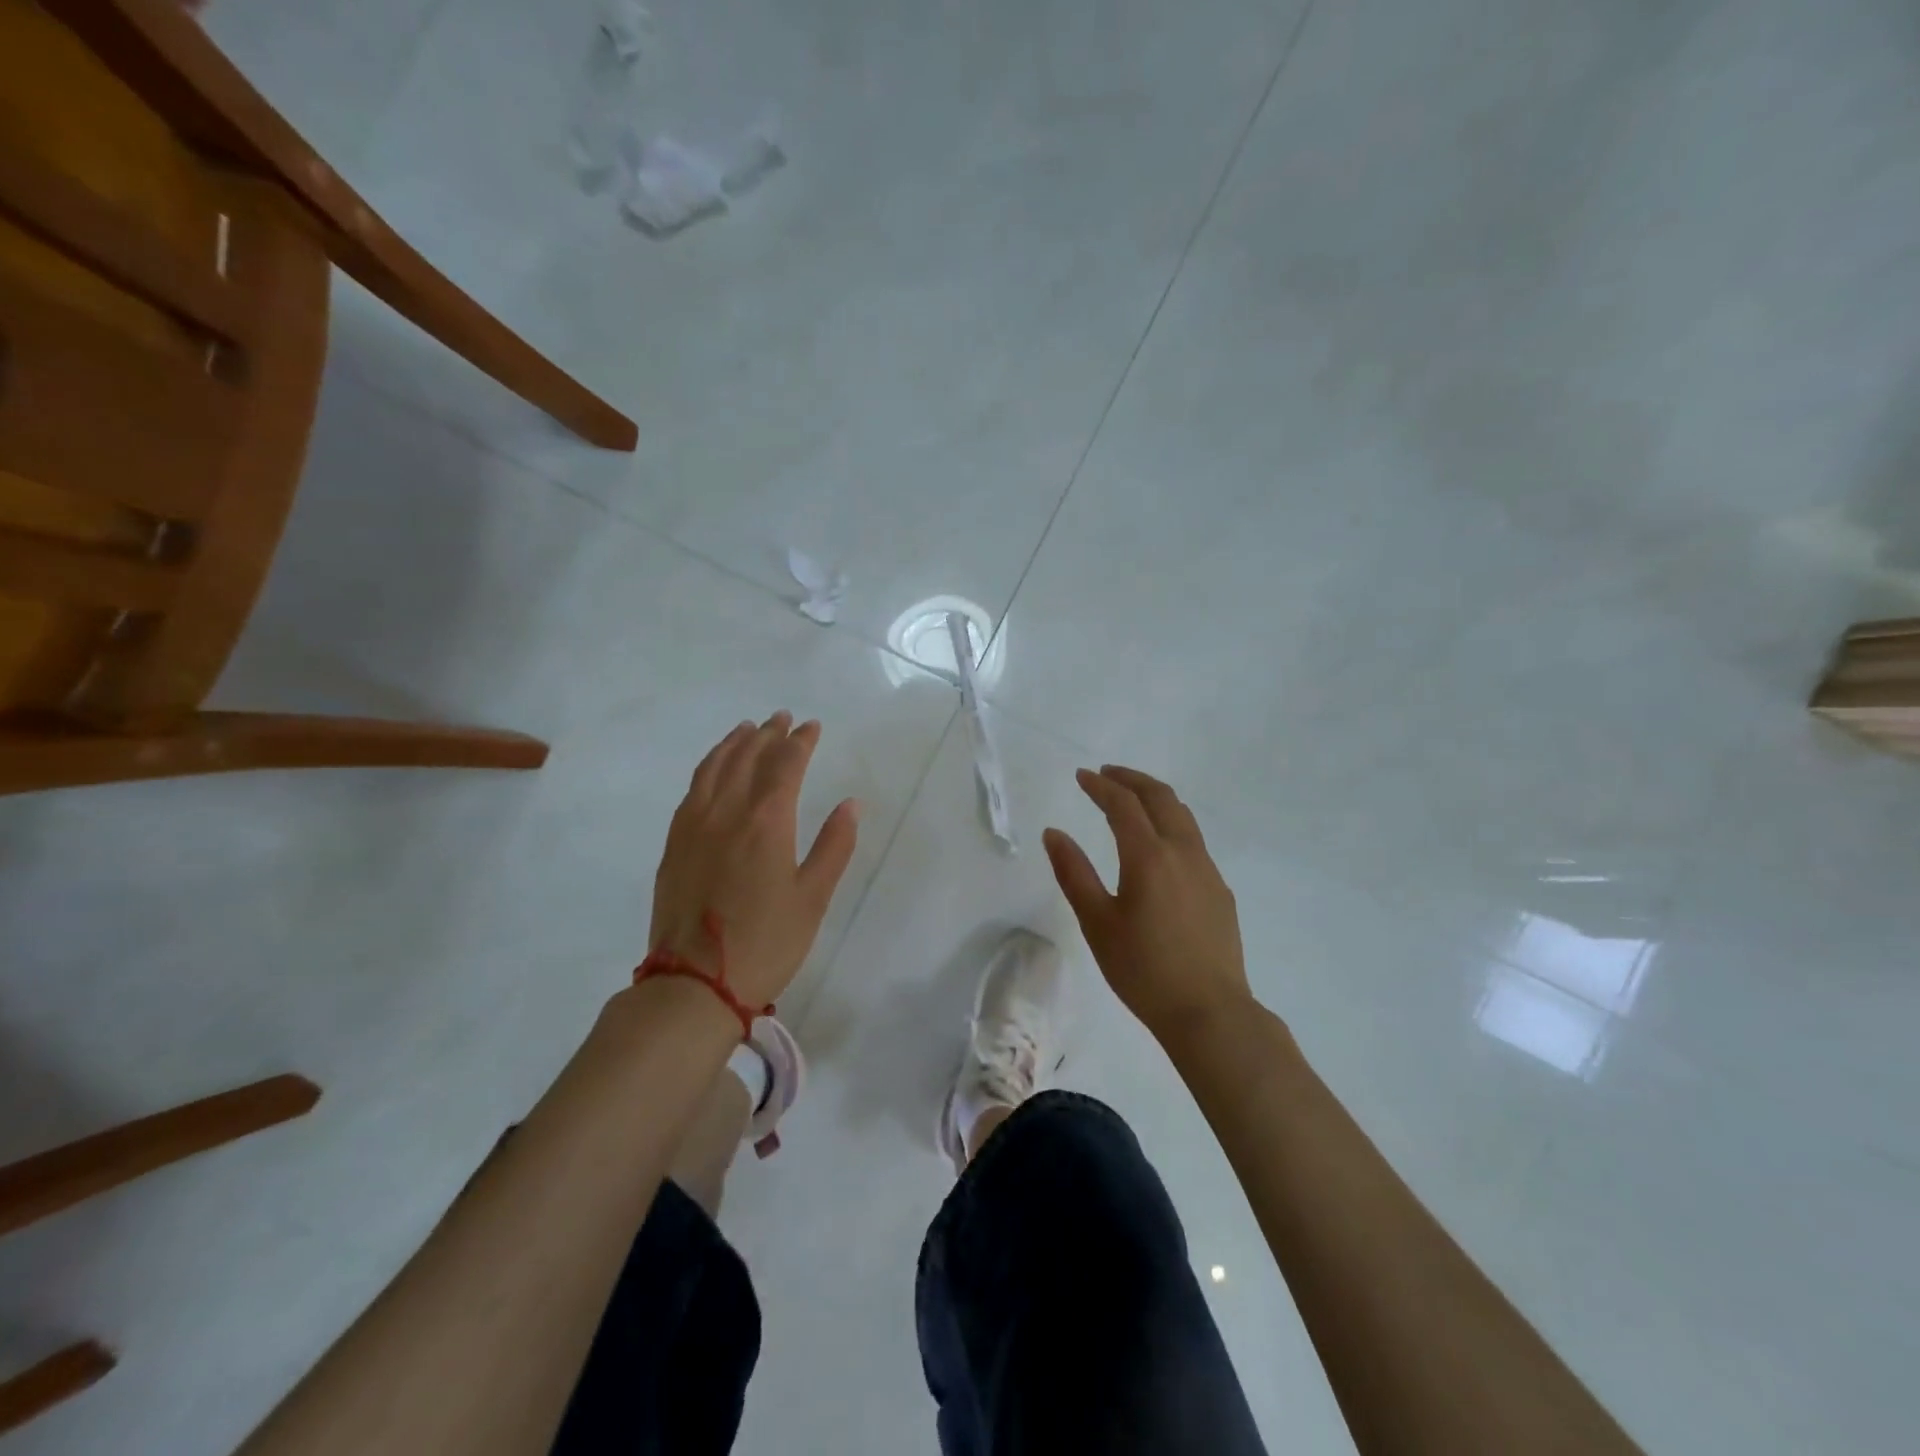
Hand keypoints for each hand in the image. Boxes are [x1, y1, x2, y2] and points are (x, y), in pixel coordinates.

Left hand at [649, 712, 860, 1007]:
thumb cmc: (766, 943)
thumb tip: (850, 804)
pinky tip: (714, 769)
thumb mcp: (813, 898)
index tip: (812, 726)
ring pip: (714, 768)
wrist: (694, 984)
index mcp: (766, 822)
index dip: (801, 741)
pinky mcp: (674, 844)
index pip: (785, 765)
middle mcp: (727, 812)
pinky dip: (707, 767)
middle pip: (747, 757)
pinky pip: (692, 789)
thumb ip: (835, 846)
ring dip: (734, 743)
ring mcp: (694, 826)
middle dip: (768, 734)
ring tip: (747, 729)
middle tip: (782, 718)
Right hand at [1043, 765, 1253, 1040]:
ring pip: (1183, 816)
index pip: (1123, 805)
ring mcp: (1207, 870)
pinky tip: (1158, 846)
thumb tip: (1054, 833)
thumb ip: (1074, 873)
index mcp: (1149, 857)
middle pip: (1160, 797)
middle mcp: (1183, 852)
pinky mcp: (1220, 890)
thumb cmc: (1143, 970)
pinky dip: (1171, 824)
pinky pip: (1194, 841)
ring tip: (1132, 799)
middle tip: (1107, 774)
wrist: (1210, 1012)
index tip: (1082, 776)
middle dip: (1131, 779)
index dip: (1100, 786)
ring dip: (1155, 798)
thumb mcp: (1097, 923)